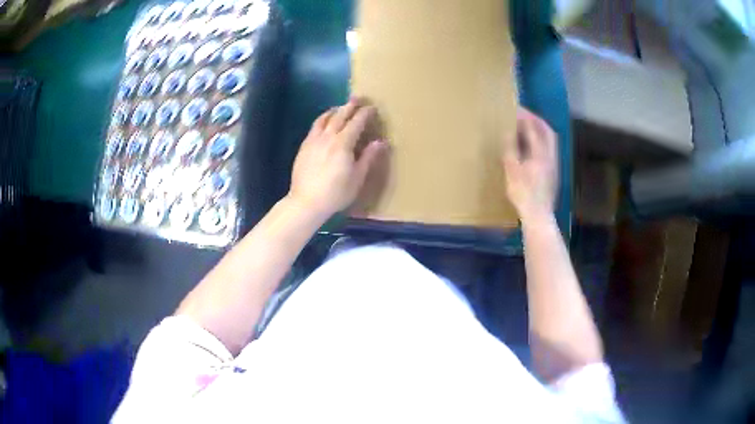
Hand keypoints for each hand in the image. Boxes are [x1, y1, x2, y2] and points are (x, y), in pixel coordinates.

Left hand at [288, 98, 386, 217]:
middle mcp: (328, 137)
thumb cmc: (336, 193)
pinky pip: (315, 127)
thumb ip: (368, 157)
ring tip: (340, 107)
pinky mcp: (304, 146)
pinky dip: (322, 119)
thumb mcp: (357, 177)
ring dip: (335, 110)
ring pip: (325, 119)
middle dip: (350, 106)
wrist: (306, 201)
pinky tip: (324, 122)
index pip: (356, 122)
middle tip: (357, 98)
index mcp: (343, 143)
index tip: (372, 108)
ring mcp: (314, 140)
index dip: (365, 113)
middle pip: (340, 116)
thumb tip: (380, 142)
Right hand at [503, 107, 558, 222]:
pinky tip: (534, 146)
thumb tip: (508, 132)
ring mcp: (554, 165)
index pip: (534, 129)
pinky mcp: (554, 172)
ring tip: (530, 127)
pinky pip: (550, 149)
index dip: (525, 117)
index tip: (516, 109)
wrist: (538, 214)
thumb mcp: (512, 170)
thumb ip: (510, 149)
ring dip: (541, 130)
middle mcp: (551, 156)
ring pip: (551, 141)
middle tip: (526, 114)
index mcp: (540, 153)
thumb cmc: (523, 193)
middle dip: (537, 120)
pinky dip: (542, 141)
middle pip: (548, 131)